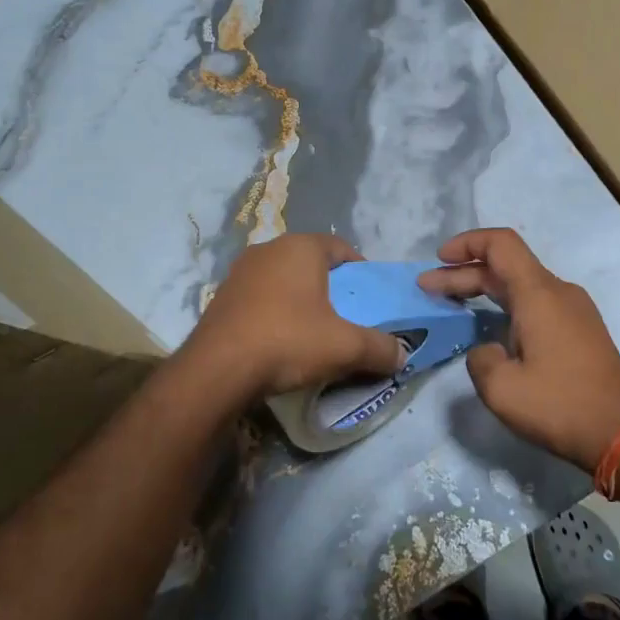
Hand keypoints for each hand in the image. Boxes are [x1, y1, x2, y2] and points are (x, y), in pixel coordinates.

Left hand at [184, 233, 405, 399]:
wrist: (217, 371)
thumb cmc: (288, 341)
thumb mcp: (345, 347)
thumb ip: (380, 348)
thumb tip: (402, 356)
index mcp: (301, 247)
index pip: (341, 248)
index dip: (360, 271)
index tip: (370, 298)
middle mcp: (268, 249)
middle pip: (311, 263)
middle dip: (331, 286)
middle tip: (346, 316)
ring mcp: (240, 272)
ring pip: (283, 280)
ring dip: (301, 299)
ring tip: (314, 330)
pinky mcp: (221, 298)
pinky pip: (260, 298)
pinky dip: (275, 312)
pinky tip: (280, 340)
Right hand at [419, 229, 619, 471]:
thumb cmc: (559, 406)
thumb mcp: (501, 389)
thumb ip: (480, 358)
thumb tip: (489, 350)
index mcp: (539, 295)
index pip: (501, 245)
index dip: (467, 244)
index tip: (439, 261)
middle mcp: (559, 292)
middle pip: (506, 266)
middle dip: (464, 273)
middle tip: (428, 288)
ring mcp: (574, 309)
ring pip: (522, 284)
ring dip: (485, 289)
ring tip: (452, 303)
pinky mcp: (581, 329)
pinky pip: (537, 302)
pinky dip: (506, 304)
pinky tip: (489, 324)